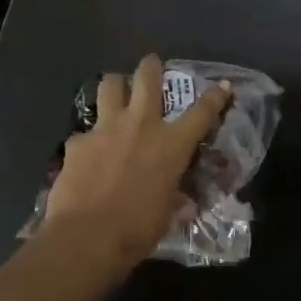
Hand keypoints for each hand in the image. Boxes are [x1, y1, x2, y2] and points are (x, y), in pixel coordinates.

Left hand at [41, 54, 231, 269]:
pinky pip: (85, 131)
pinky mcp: (77, 142)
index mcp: (171, 145)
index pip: (201, 113)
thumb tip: (182, 204)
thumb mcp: (166, 215)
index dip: (215, 97)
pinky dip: (90, 137)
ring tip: (116, 90)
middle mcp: (140, 126)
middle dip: (151, 67)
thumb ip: (174, 200)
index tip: (222, 85)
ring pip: (109, 86)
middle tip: (151, 64)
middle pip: (147, 78)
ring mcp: (105, 129)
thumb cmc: (137, 229)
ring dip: (115, 84)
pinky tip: (88, 152)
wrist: (87, 236)